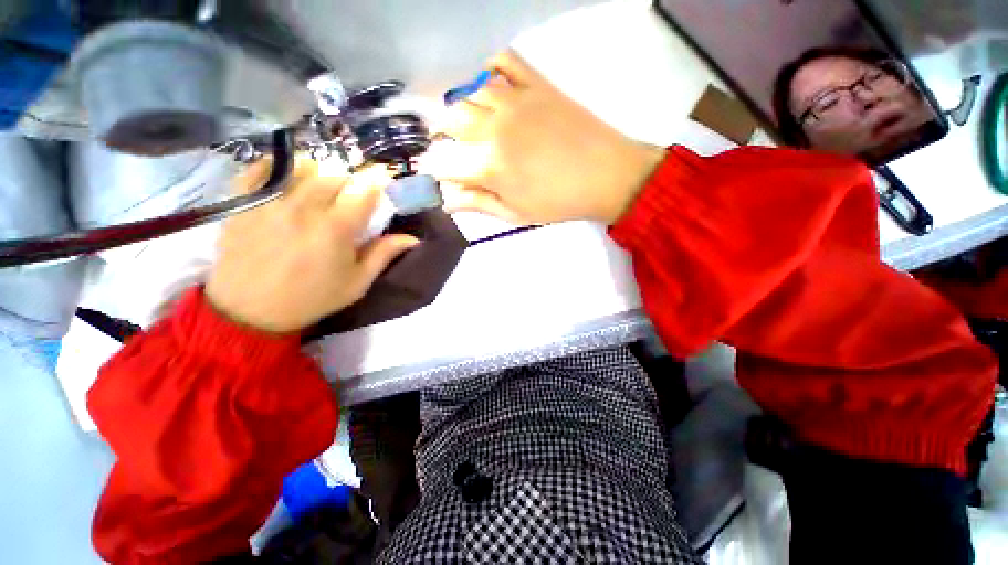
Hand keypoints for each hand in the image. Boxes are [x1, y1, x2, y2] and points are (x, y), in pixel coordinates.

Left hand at [206, 159, 418, 333]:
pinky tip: (286, 179)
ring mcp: (269, 202)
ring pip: (302, 168)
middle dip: (349, 184)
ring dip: (318, 175)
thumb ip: (384, 255)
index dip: (376, 183)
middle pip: (335, 176)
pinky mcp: (242, 202)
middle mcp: (304, 208)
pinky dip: (276, 167)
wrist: (250, 311)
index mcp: (337, 229)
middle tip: (349, 199)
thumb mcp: (357, 283)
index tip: (381, 185)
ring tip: (318, 191)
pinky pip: (259, 168)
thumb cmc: (312, 298)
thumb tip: (413, 238)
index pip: (364, 190)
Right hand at [421, 50, 665, 224]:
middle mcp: (494, 129)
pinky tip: (489, 84)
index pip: (443, 161)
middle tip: (450, 144)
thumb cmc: (559, 202)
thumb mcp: (516, 215)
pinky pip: (503, 61)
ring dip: (459, 104)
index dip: (434, 167)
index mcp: (490, 167)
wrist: (606, 176)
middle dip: (441, 133)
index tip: (437, 171)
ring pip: (469, 90)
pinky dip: (489, 67)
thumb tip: (448, 201)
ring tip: (467, 119)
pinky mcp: (536, 84)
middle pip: (449, 119)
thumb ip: (479, 204)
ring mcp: (515, 101)